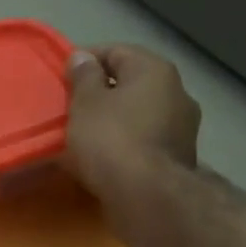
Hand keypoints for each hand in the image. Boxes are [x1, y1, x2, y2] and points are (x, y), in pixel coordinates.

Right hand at [62, 44, 201, 196]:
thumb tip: (83, 57)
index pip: (116, 51)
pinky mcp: (178, 157)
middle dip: (102, 92)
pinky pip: (145, 139)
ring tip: (85, 134)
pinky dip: (125, 142)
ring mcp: (183, 127)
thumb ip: (84, 76)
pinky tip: (105, 156)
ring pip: (139, 113)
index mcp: (155, 70)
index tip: (62, 77)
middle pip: (131, 83)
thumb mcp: (86, 102)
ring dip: (114, 119)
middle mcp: (177, 92)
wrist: (147, 195)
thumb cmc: (111, 139)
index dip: (86, 60)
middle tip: (71, 106)